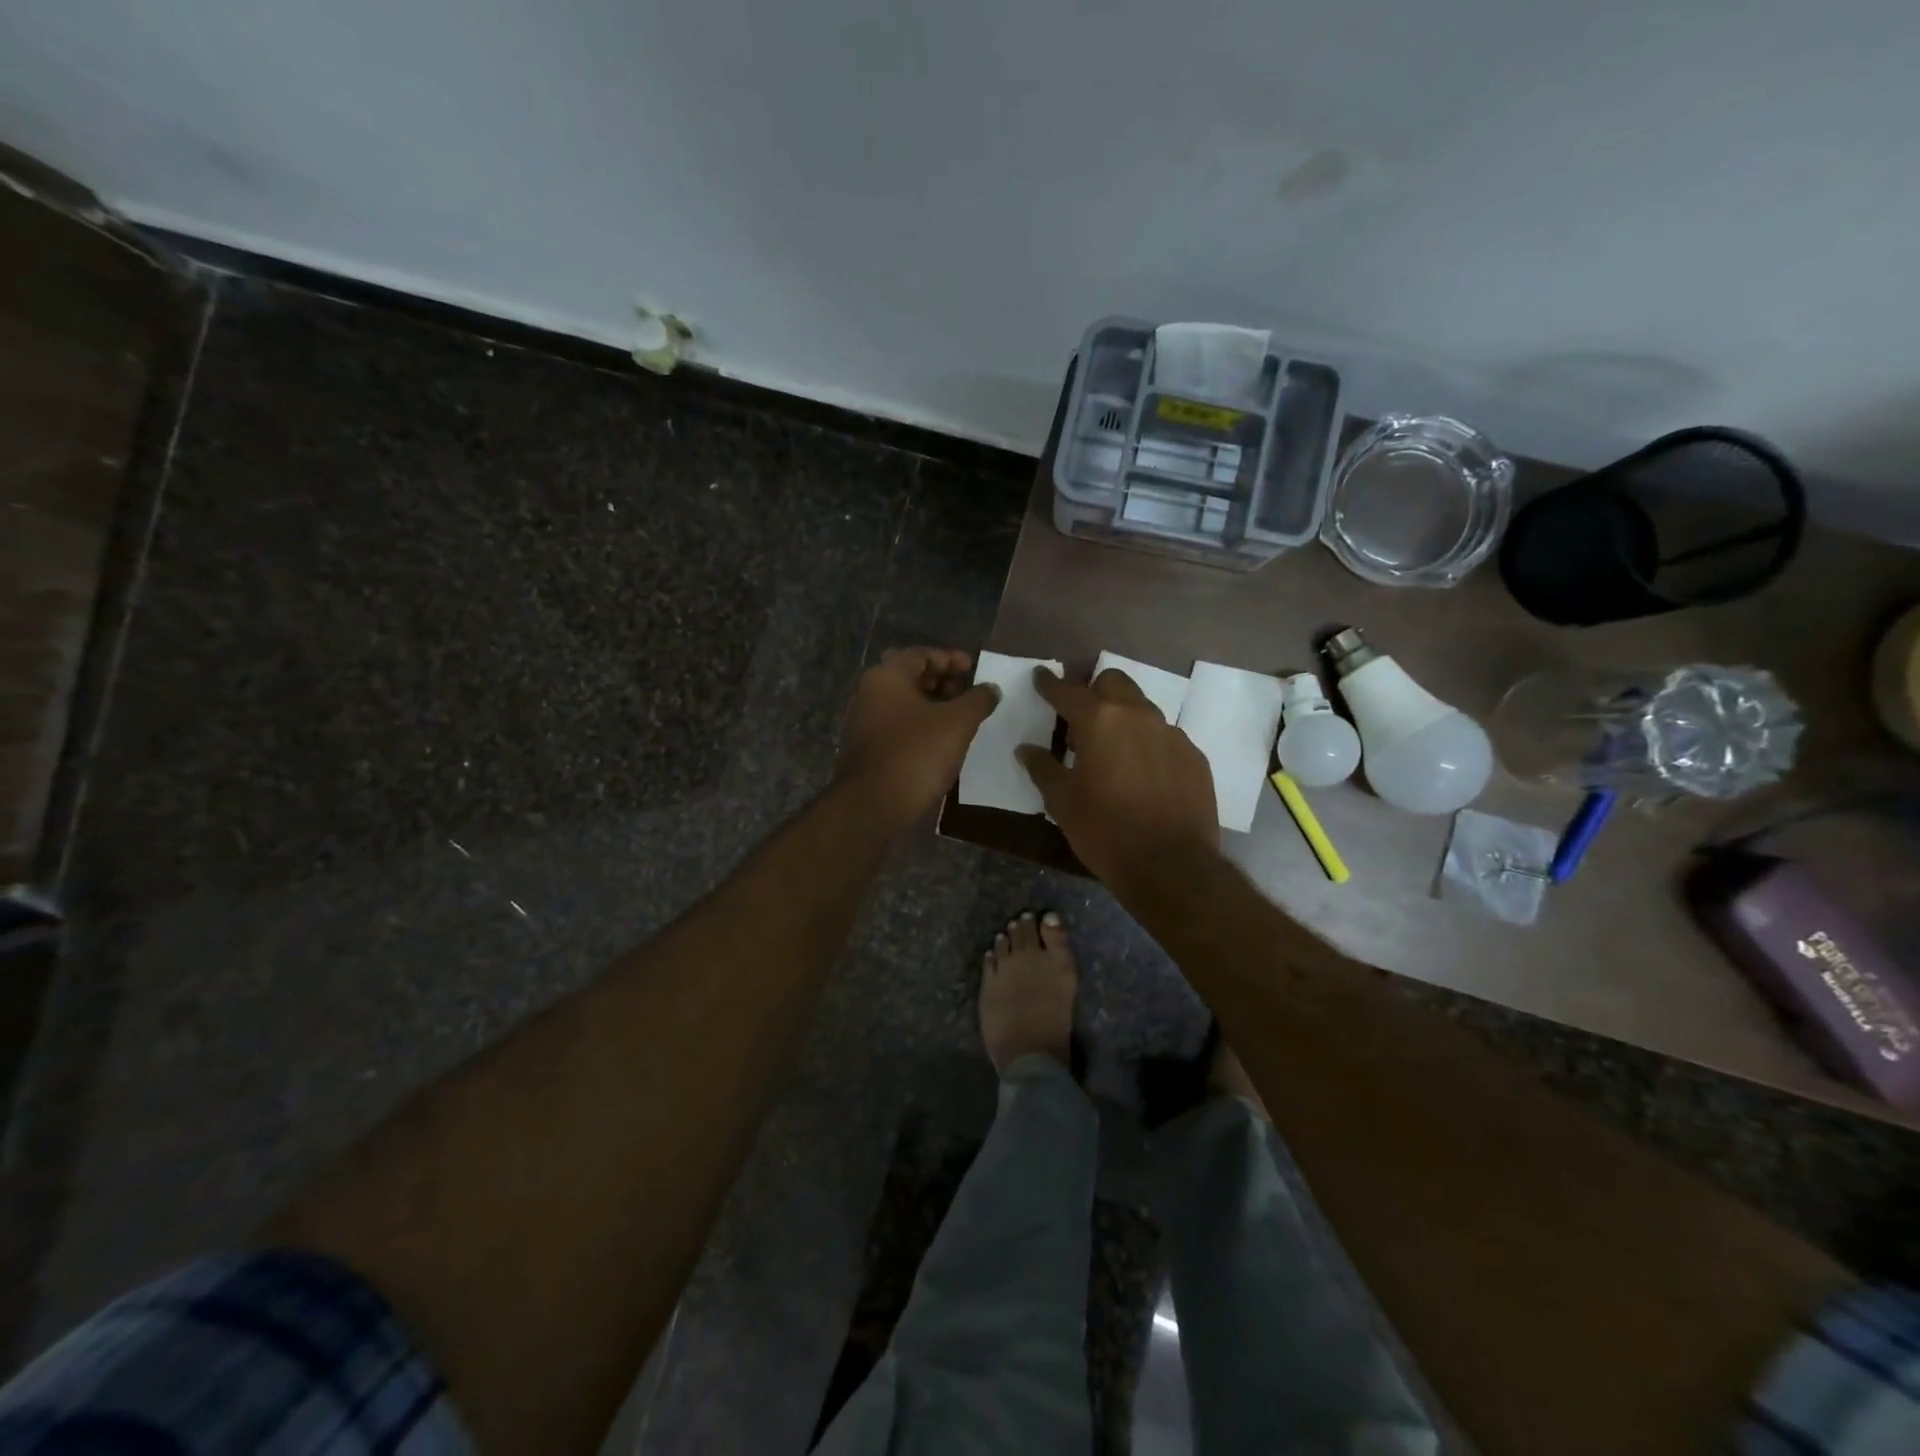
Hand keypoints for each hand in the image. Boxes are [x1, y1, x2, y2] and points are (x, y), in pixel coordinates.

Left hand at [837, 648, 999, 824]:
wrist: (874, 804)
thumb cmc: (917, 753)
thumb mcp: (958, 722)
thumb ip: (978, 700)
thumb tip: (991, 688)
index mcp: (887, 676)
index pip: (921, 654)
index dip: (950, 659)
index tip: (974, 669)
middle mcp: (870, 693)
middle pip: (910, 677)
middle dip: (942, 682)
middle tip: (968, 693)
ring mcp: (864, 722)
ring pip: (904, 703)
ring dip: (933, 705)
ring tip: (960, 719)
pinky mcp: (867, 748)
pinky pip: (898, 725)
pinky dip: (920, 725)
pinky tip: (941, 741)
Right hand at [1017, 666, 1218, 888]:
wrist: (1171, 865)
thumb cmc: (1105, 830)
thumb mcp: (1062, 802)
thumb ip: (1042, 768)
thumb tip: (1026, 749)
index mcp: (1099, 720)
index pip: (1068, 690)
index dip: (1050, 683)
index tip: (1040, 677)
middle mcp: (1137, 715)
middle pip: (1113, 682)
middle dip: (1094, 692)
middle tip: (1081, 721)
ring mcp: (1171, 734)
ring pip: (1142, 708)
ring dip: (1123, 718)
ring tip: (1113, 751)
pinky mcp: (1194, 756)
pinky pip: (1165, 738)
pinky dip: (1148, 745)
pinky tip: (1144, 775)